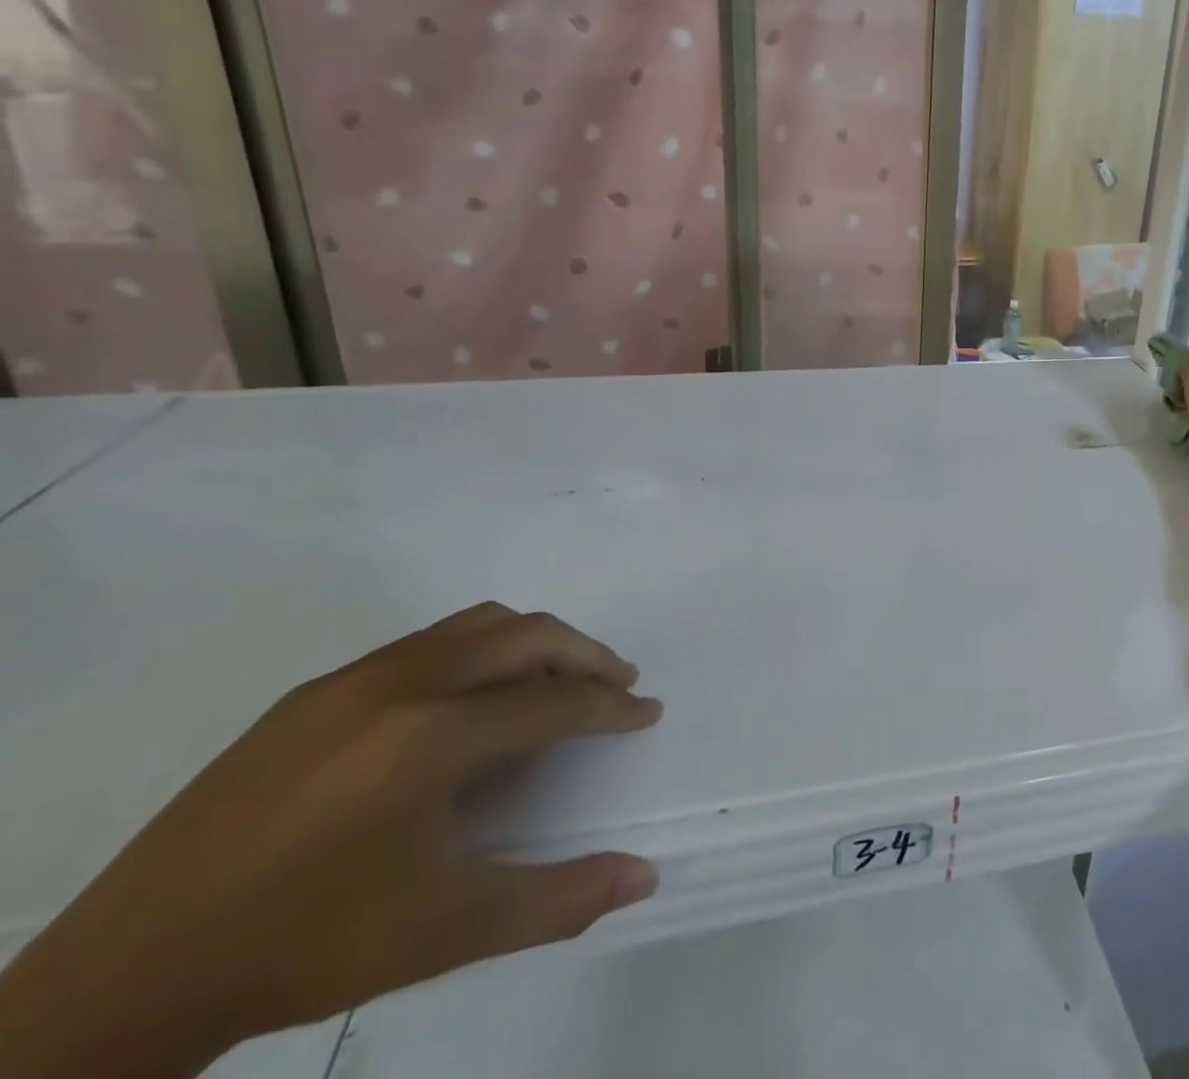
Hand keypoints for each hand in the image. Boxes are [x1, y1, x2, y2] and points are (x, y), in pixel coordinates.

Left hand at [0, 603, 662, 1076]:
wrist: (130, 975)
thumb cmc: (308, 946)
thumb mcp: (447, 930)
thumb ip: (559, 898)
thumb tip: (647, 875)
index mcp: (435, 736)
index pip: (554, 702)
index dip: (611, 707)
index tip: (647, 712)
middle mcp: (403, 683)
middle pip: (527, 637)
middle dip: (587, 656)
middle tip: (618, 686)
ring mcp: (353, 679)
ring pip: (478, 625)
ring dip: (534, 645)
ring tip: (555, 683)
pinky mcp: (316, 690)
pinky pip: (428, 642)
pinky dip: (479, 653)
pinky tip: (471, 704)